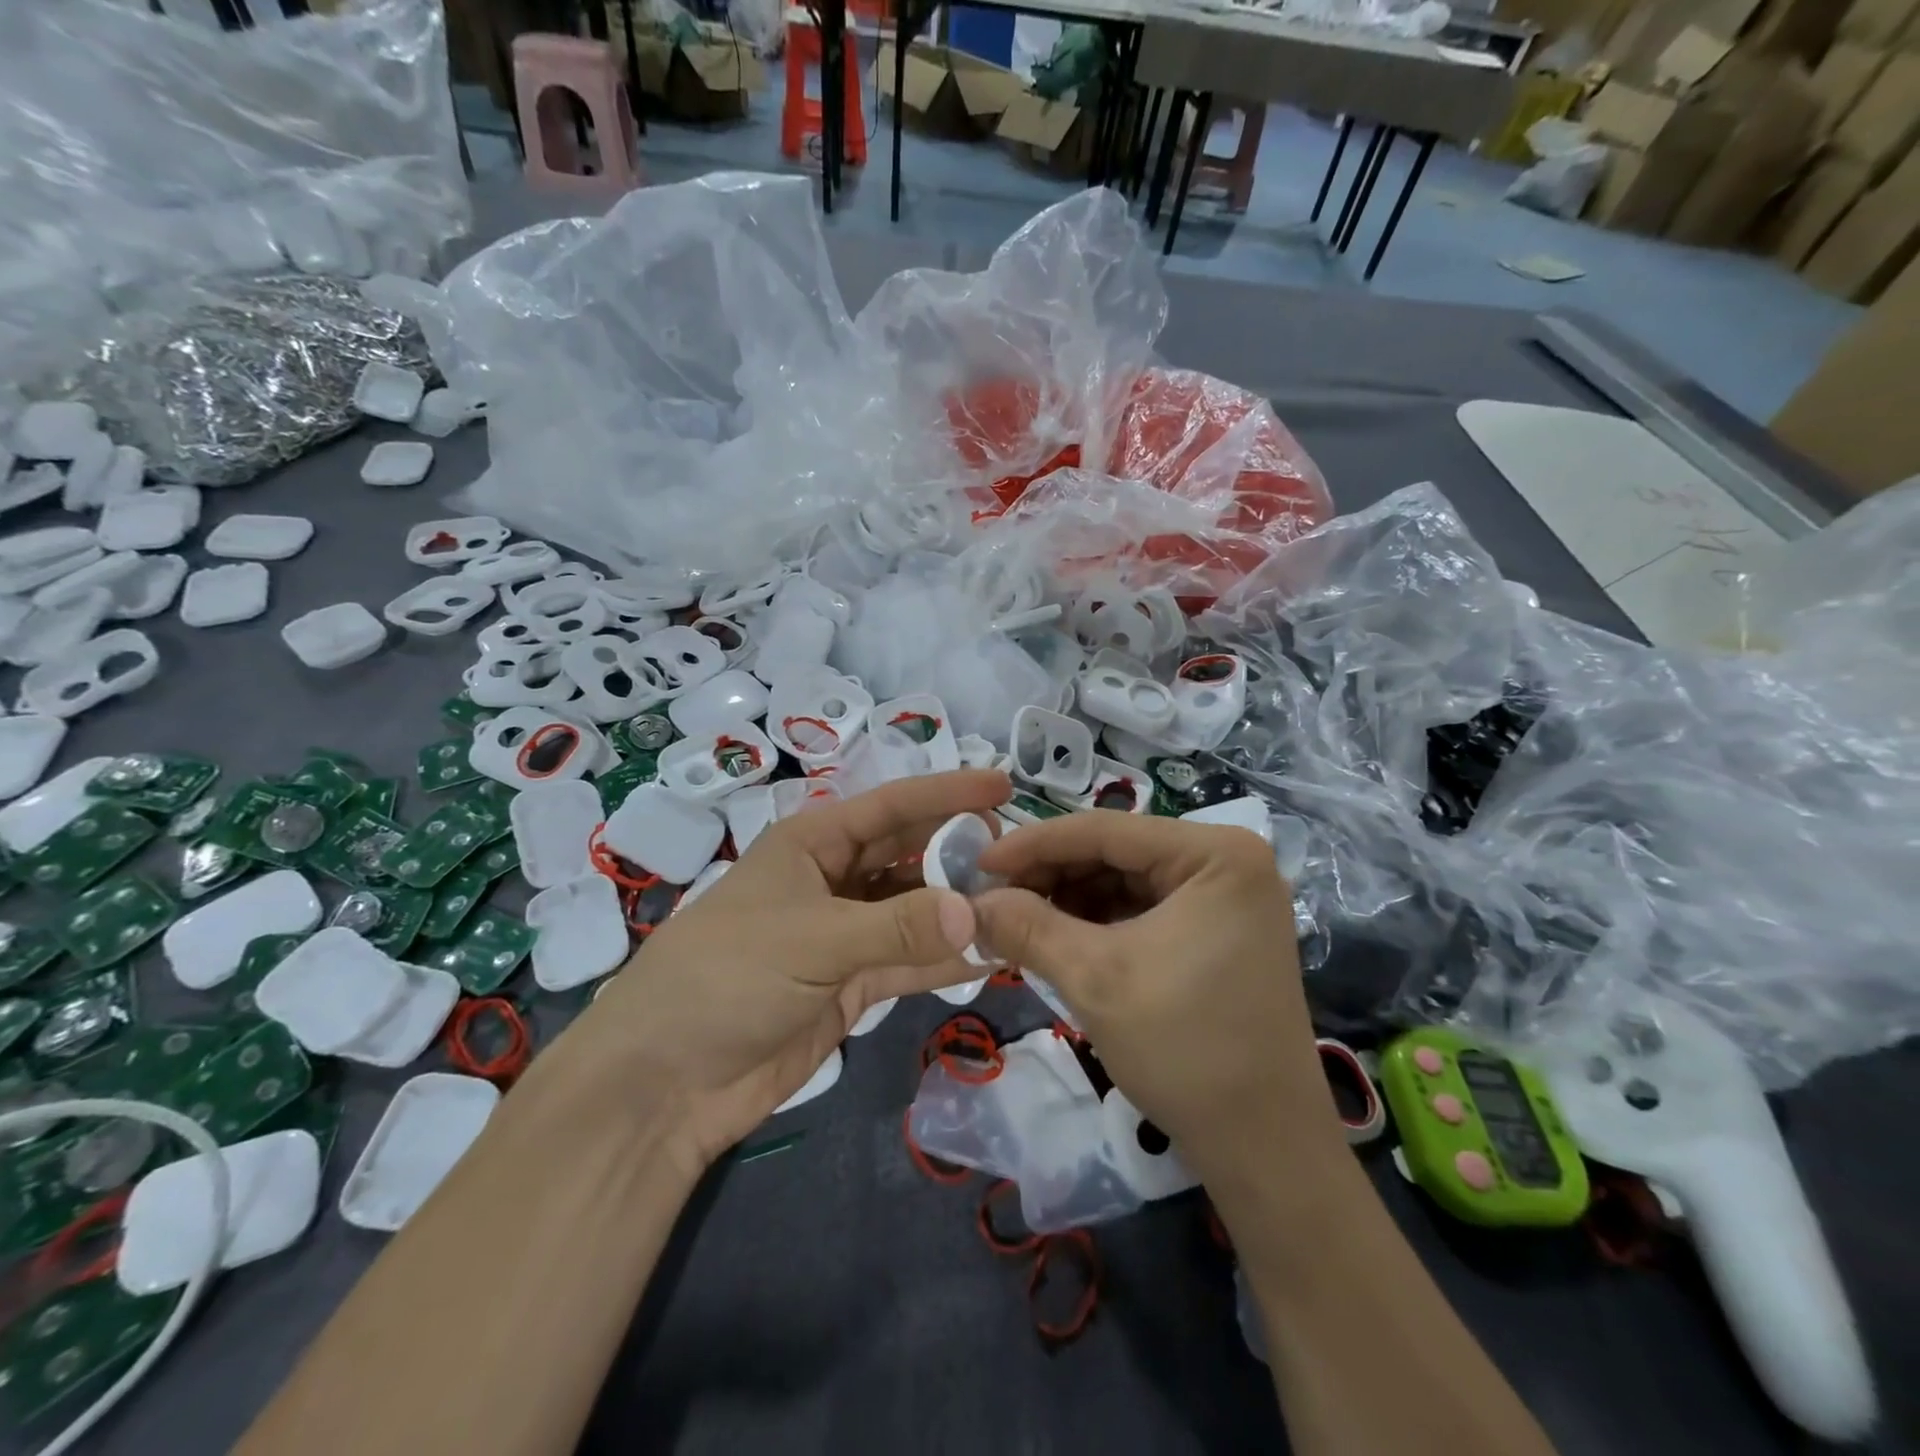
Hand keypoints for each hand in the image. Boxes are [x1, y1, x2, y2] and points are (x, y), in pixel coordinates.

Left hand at [566, 769, 1011, 1174]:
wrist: (665, 1081)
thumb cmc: (728, 977)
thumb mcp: (813, 940)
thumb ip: (898, 927)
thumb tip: (980, 915)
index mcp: (813, 844)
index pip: (892, 806)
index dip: (947, 793)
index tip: (1004, 786)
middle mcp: (833, 880)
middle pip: (908, 855)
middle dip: (959, 852)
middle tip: (1021, 859)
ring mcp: (844, 935)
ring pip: (914, 911)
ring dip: (959, 910)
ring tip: (1020, 907)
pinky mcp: (850, 985)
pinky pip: (909, 961)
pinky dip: (946, 959)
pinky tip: (991, 955)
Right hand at [972, 811, 1338, 1178]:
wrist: (1263, 1146)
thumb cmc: (1185, 1049)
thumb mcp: (1094, 979)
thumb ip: (1026, 927)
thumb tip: (970, 900)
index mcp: (1216, 853)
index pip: (1106, 829)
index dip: (1034, 843)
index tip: (979, 862)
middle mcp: (1228, 861)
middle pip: (1117, 851)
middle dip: (1051, 875)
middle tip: (993, 897)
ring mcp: (1226, 897)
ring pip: (1126, 879)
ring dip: (1069, 898)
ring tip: (1017, 920)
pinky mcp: (1218, 930)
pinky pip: (1144, 908)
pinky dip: (1097, 920)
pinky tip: (1057, 937)